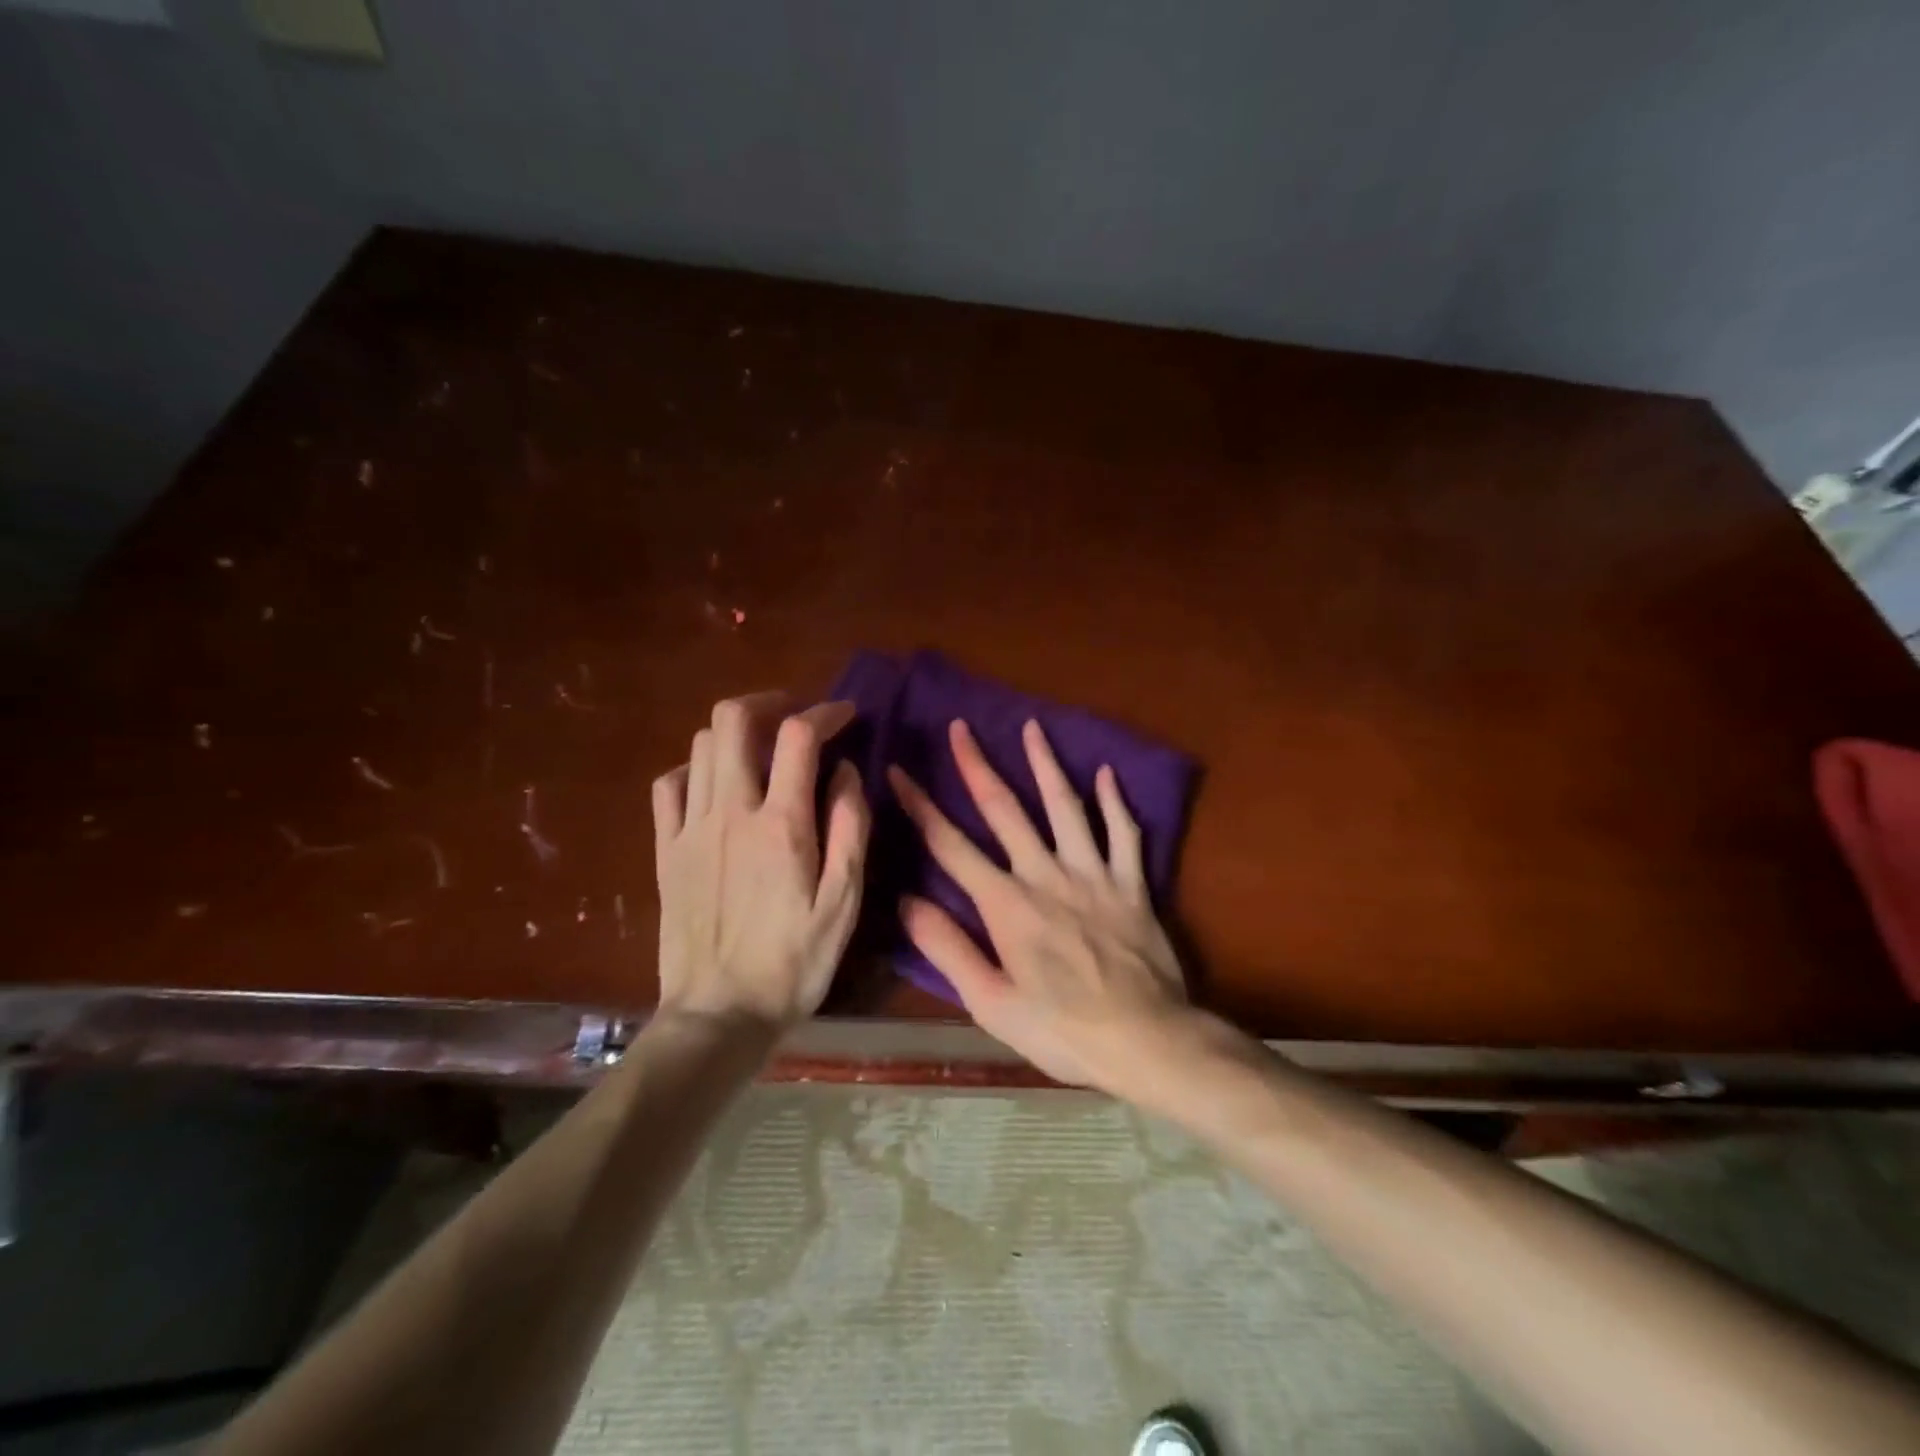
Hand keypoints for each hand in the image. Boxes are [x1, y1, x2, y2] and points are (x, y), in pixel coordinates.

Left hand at [652, 693, 870, 1026]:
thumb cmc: (793, 963)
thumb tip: (846, 770)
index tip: (845, 715)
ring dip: (735, 732)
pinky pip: (669, 785)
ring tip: (762, 749)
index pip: (799, 736)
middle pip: (734, 720)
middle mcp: (730, 812)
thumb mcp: (844, 902)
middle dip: (769, 703)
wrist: (719, 1015)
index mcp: (780, 825)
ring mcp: (690, 828)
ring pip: (701, 745)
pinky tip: (715, 785)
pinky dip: (696, 768)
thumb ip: (849, 827)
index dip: (825, 712)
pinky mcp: (665, 850)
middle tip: (795, 716)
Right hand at [887, 719, 1189, 1091]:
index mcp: (1007, 906)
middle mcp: (1046, 876)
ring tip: (1033, 728)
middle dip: (978, 767)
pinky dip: (1115, 802)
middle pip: (1005, 811)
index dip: (921, 807)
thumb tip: (906, 902)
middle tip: (961, 728)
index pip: (952, 846)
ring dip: (1046, 765)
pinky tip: (1107, 774)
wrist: (1147, 1042)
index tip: (899, 772)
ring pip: (1066, 807)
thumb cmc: (1062, 1031)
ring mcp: (1094, 875)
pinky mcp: (1131, 884)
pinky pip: (1124, 833)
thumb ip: (948, 950)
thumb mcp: (992, 1004)